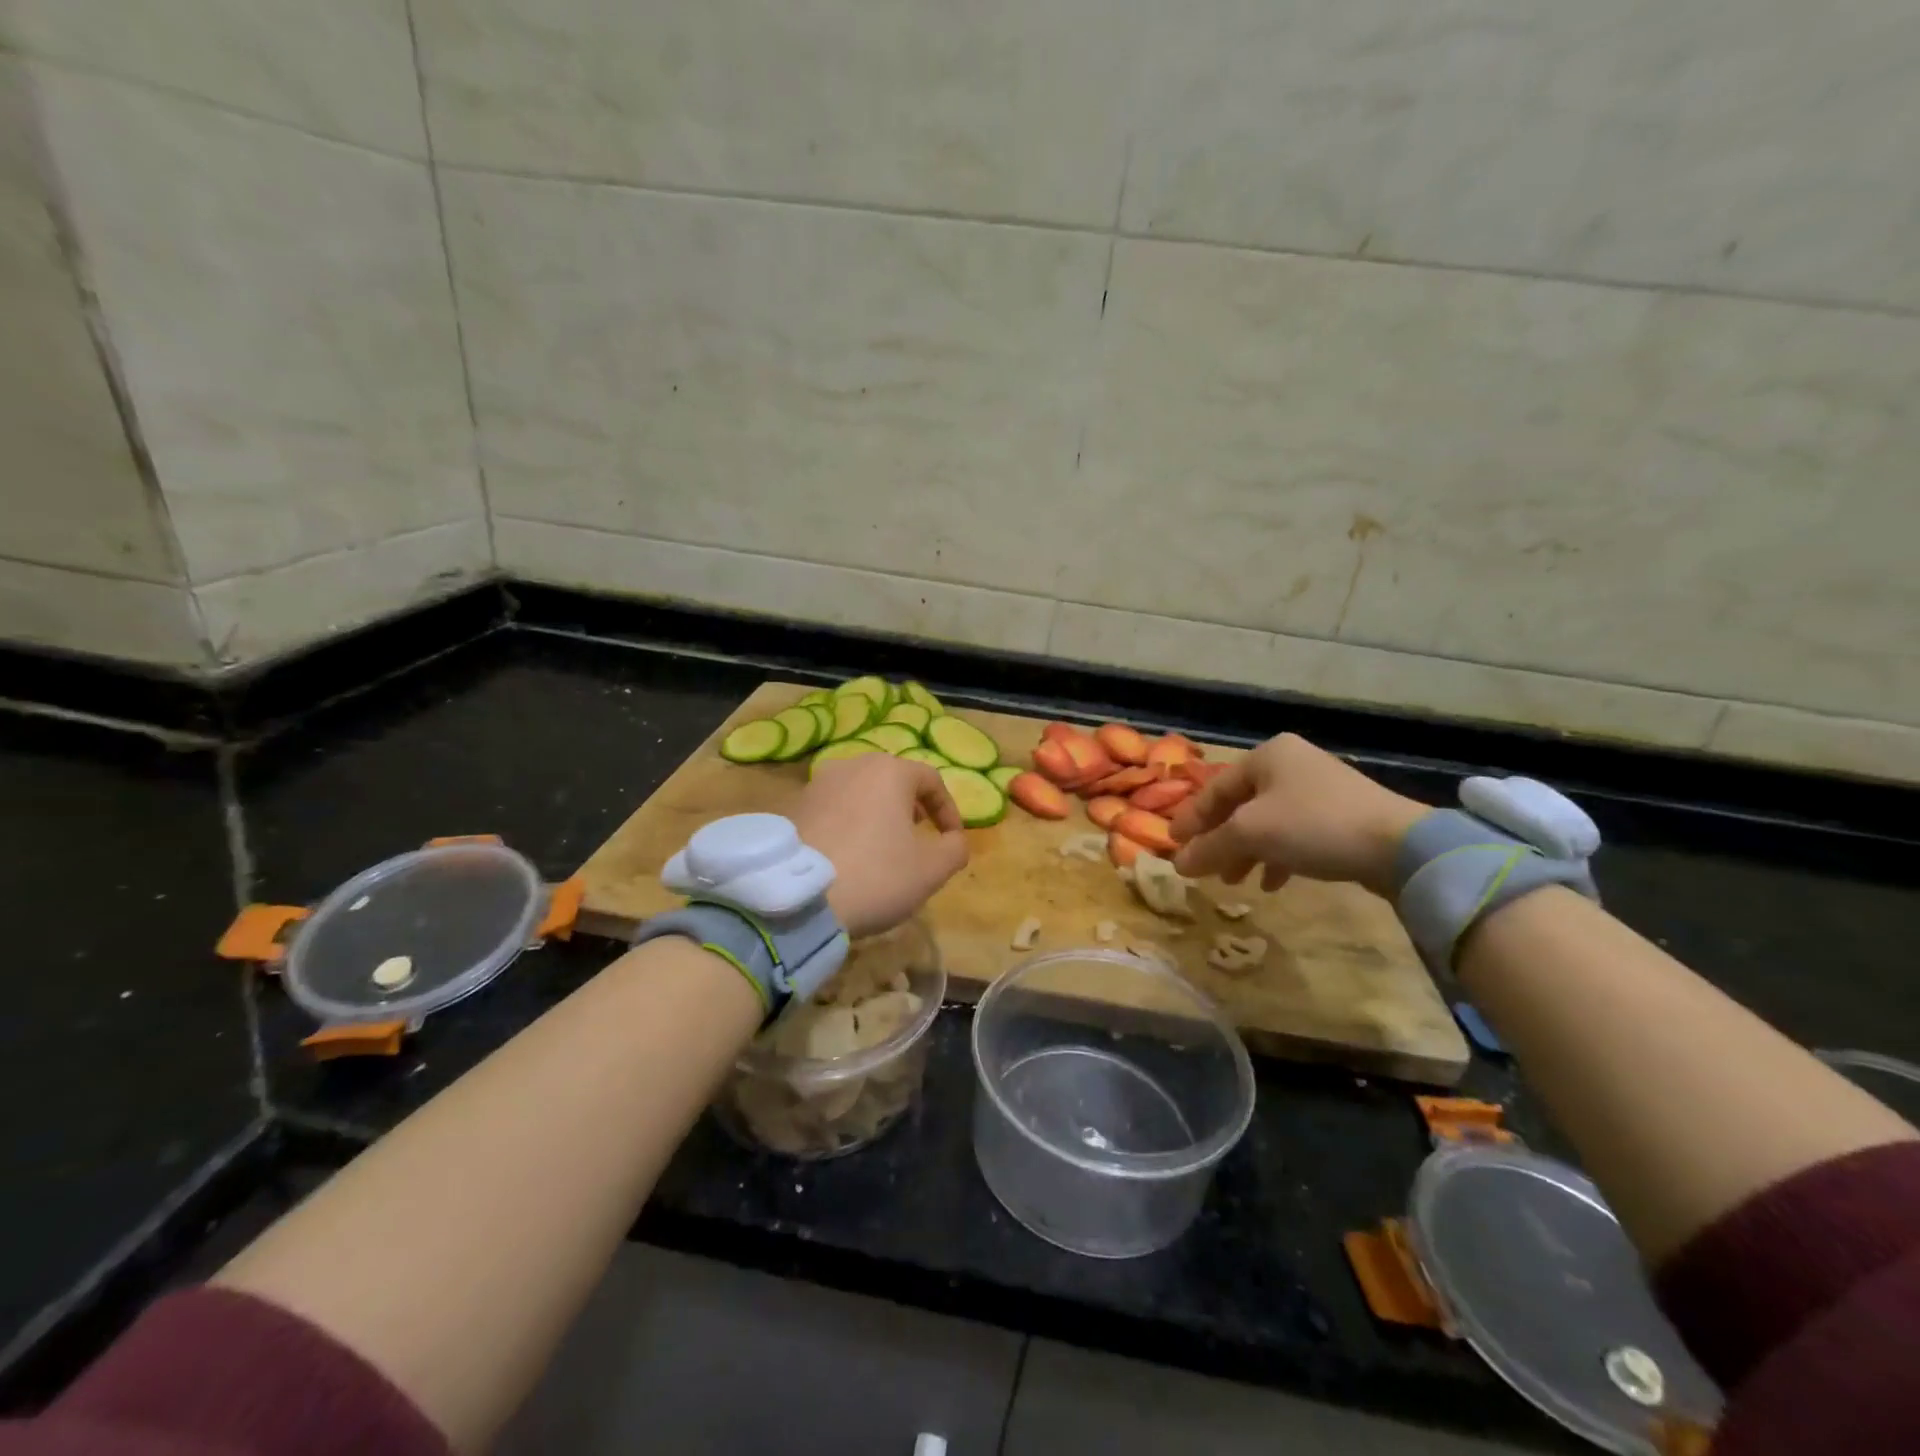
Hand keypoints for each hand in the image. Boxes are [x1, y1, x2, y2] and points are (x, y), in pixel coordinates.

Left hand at [792, 754, 968, 938]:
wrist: (798, 897)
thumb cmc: (876, 875)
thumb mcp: (932, 870)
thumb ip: (955, 849)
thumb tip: (954, 841)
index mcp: (890, 771)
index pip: (932, 780)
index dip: (948, 810)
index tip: (952, 840)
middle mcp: (853, 765)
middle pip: (893, 780)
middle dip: (912, 807)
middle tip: (919, 838)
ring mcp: (818, 784)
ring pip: (861, 793)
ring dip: (879, 815)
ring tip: (883, 847)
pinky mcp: (795, 806)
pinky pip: (834, 809)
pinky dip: (849, 824)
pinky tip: (849, 855)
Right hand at [1169, 734, 1427, 895]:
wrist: (1399, 846)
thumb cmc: (1312, 825)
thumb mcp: (1250, 834)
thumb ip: (1208, 847)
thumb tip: (1176, 864)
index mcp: (1267, 755)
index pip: (1214, 788)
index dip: (1191, 819)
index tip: (1172, 845)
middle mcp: (1291, 764)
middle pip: (1240, 806)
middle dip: (1220, 840)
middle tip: (1203, 868)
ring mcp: (1319, 789)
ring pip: (1267, 822)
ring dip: (1246, 852)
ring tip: (1235, 881)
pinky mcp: (1340, 816)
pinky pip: (1294, 834)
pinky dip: (1277, 856)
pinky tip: (1273, 883)